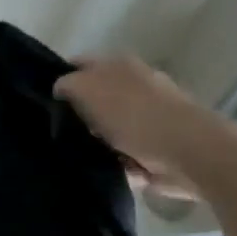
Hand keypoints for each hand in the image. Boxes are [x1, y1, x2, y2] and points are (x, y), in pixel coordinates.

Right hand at [53, 56, 236, 201]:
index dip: (61, 82)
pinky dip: (116, 163)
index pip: (78, 67)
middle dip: (78, 116)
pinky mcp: (156, 148)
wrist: (190, 153)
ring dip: (96, 142)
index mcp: (118, 65)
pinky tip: (104, 170)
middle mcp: (134, 86)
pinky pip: (123, 155)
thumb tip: (60, 90)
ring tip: (80, 155)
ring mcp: (147, 117)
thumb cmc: (135, 116)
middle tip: (61, 132)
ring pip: (107, 129)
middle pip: (93, 100)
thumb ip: (66, 84)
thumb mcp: (87, 89)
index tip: (46, 104)